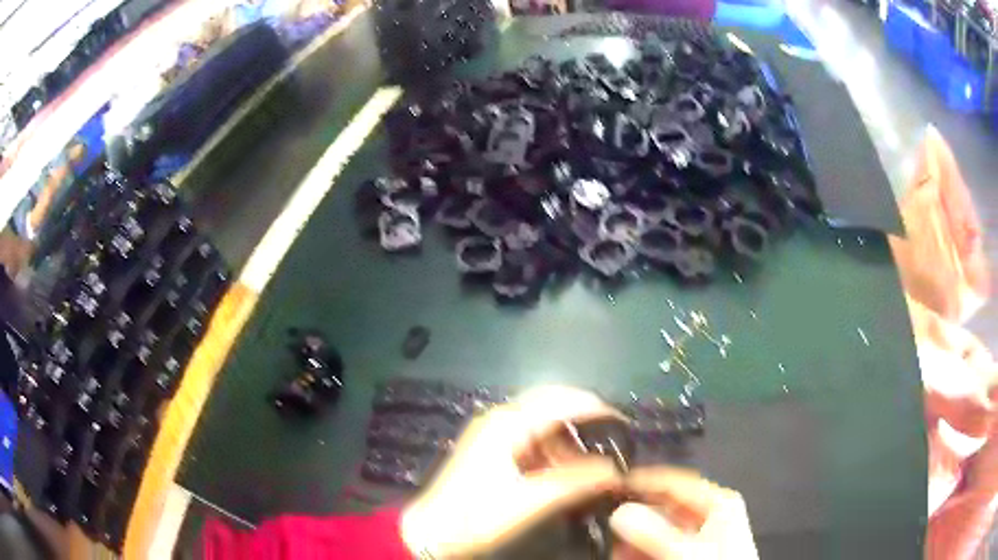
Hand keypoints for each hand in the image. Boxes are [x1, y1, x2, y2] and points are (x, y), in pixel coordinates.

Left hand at [400, 386, 624, 557]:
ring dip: (566, 436)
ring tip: (588, 462)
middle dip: (582, 417)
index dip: (596, 408)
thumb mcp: (530, 501)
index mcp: (508, 423)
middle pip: (551, 402)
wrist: (432, 531)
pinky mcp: (490, 447)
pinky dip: (550, 446)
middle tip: (611, 437)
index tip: (623, 424)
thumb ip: (575, 483)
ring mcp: (492, 431)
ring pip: (540, 420)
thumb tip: (615, 471)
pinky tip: (562, 467)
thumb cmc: (477, 515)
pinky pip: (529, 435)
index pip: (562, 401)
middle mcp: (500, 417)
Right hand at [610, 467, 757, 559]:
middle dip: (634, 520)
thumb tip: (618, 512)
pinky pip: (659, 545)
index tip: (610, 485)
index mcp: (718, 502)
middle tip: (608, 529)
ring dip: (634, 539)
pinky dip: (641, 551)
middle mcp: (708, 514)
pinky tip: (627, 557)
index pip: (674, 482)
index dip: (643, 481)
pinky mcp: (690, 552)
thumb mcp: (688, 553)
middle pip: (663, 507)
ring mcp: (699, 535)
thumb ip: (654, 534)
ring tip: (615, 551)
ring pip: (658, 529)